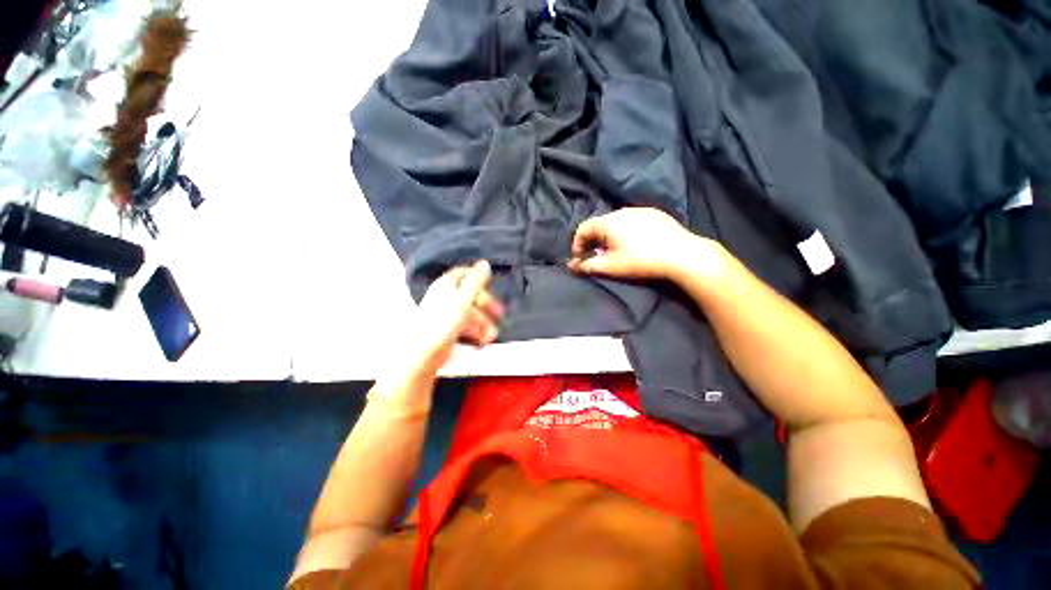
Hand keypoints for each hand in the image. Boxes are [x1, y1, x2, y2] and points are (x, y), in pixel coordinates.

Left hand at [405, 260, 503, 377]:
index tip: (490, 283)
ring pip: (471, 312)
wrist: (423, 355)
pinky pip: (466, 326)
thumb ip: (476, 281)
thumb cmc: (441, 325)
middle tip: (499, 314)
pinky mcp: (447, 329)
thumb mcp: (464, 300)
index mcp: (445, 285)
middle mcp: (445, 297)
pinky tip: (481, 340)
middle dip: (487, 306)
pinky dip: (475, 331)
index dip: (477, 276)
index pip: (463, 273)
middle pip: (471, 295)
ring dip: (483, 323)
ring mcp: (446, 314)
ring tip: (489, 336)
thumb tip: (484, 264)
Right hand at [568, 208, 710, 280]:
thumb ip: (587, 265)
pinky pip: (632, 220)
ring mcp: (640, 210)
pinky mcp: (655, 214)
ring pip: (616, 221)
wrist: (681, 255)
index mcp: (609, 222)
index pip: (583, 227)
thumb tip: (570, 265)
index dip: (577, 243)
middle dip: (594, 240)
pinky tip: (635, 243)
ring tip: (616, 250)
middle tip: (598, 256)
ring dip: (610, 235)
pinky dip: (626, 230)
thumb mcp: (611, 266)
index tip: (580, 258)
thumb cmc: (641, 261)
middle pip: (599, 223)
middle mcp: (622, 211)